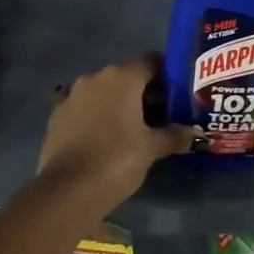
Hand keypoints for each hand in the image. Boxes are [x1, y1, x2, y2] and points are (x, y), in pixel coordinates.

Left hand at [37, 55, 195, 212]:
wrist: (67, 191)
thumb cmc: (117, 160)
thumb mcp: (152, 148)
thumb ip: (175, 135)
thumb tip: (196, 133)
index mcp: (122, 77)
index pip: (152, 62)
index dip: (168, 76)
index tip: (179, 95)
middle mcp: (96, 77)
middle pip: (128, 76)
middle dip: (145, 93)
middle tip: (163, 115)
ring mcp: (72, 95)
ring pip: (105, 91)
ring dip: (120, 104)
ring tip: (135, 129)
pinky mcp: (57, 115)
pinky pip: (85, 107)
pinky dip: (98, 116)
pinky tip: (107, 138)